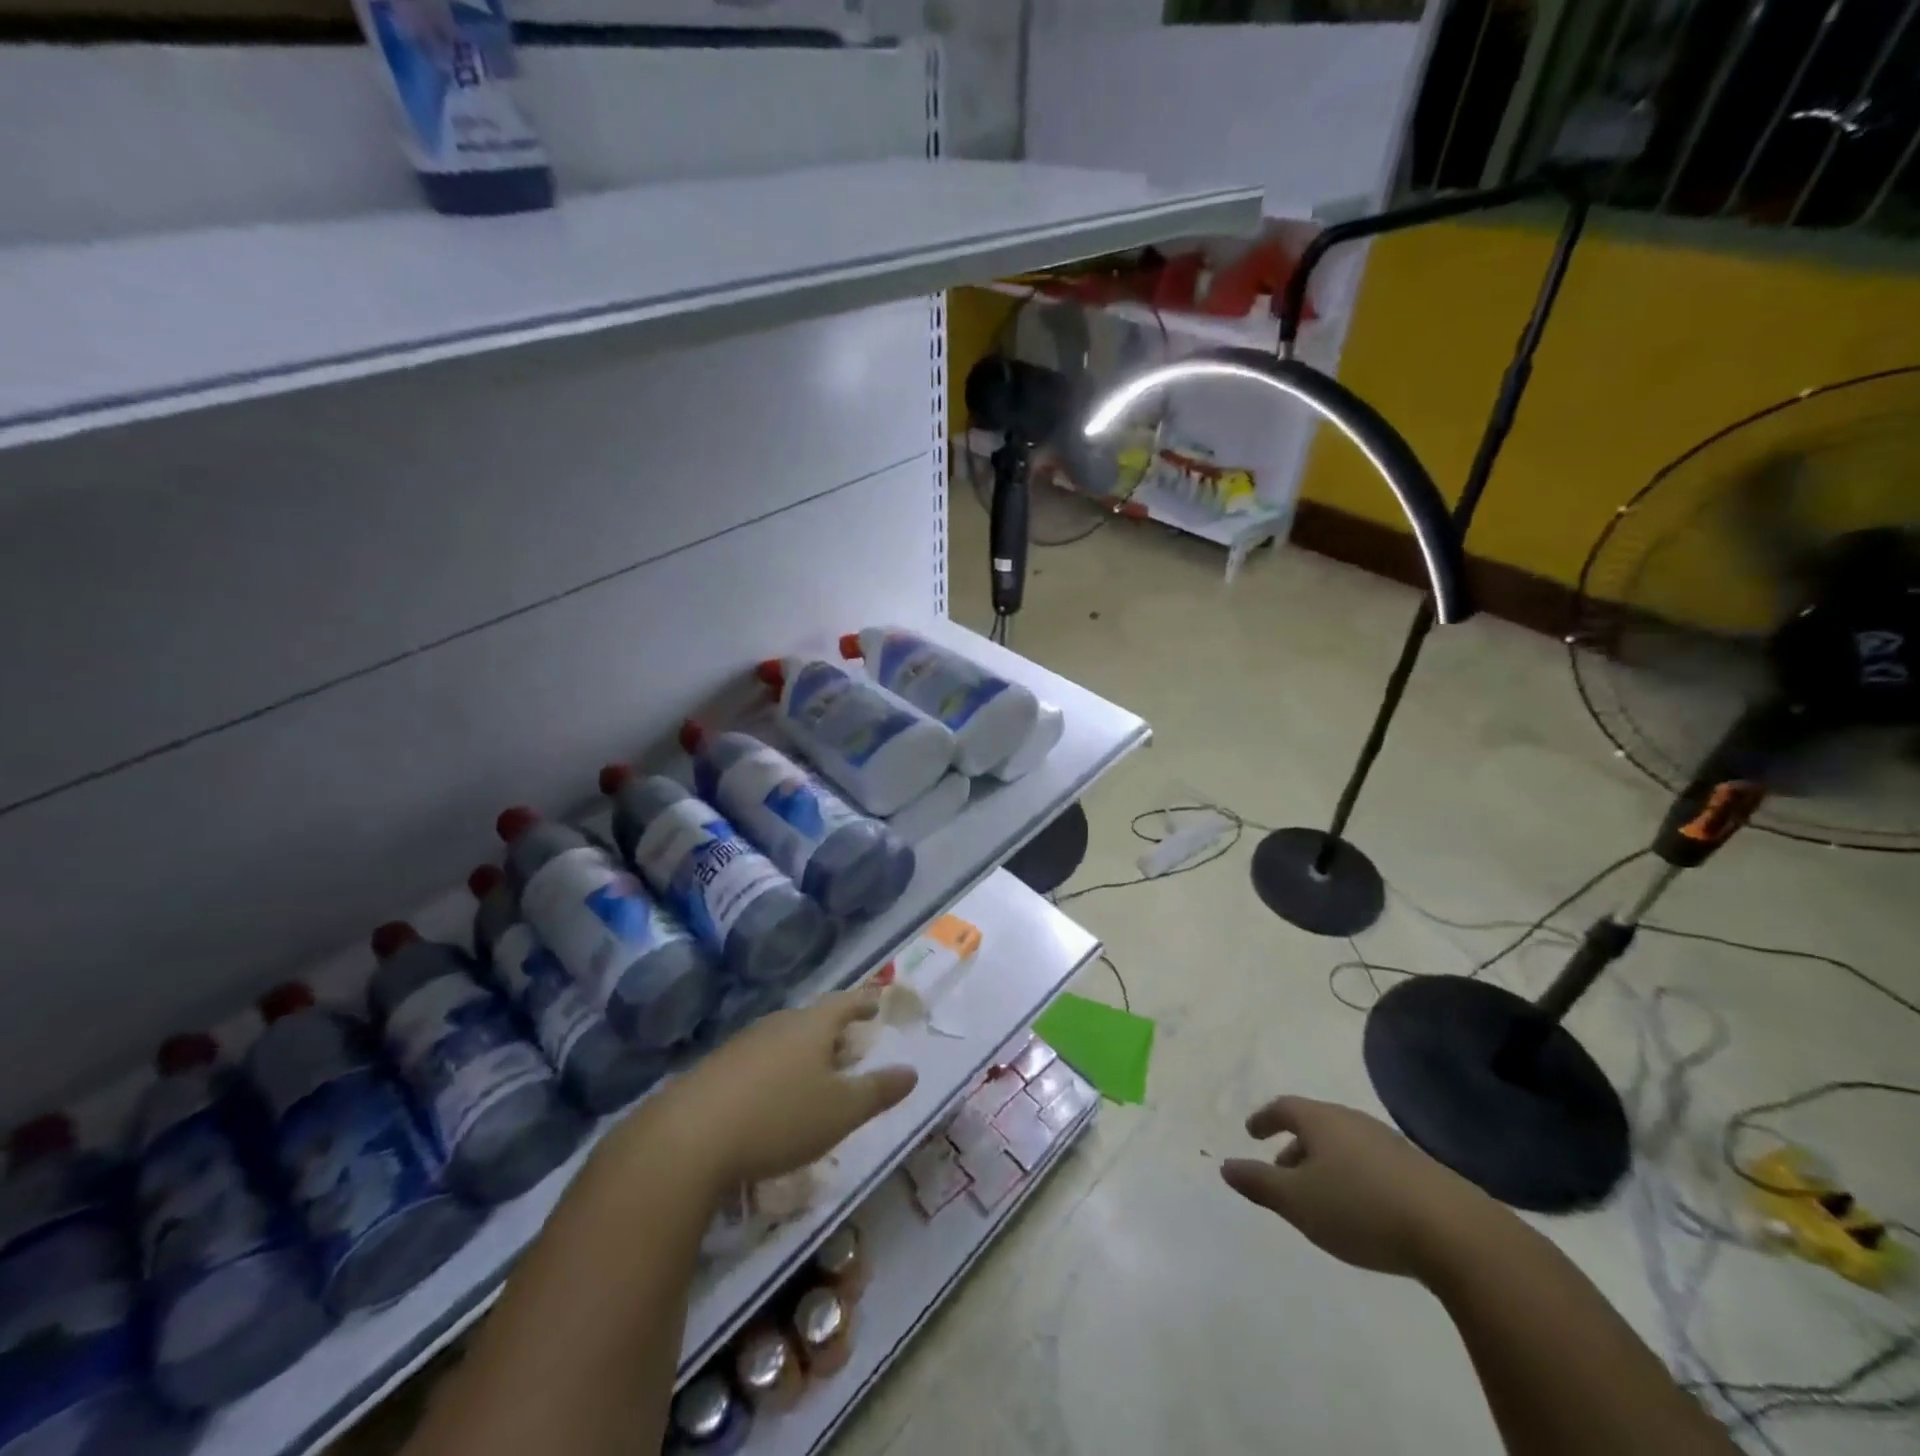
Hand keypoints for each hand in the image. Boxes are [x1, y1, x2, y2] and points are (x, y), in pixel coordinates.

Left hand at [649, 989, 917, 1188]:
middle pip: (812, 1020)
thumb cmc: (779, 1118)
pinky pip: (758, 1060)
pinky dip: (775, 1070)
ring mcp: (743, 1044)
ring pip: (783, 1039)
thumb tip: (911, 1071)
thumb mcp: (840, 1111)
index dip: (863, 1002)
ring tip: (814, 1072)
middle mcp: (778, 1024)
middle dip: (833, 1031)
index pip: (844, 1003)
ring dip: (803, 1052)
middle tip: (849, 1044)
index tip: (875, 1001)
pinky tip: (772, 1097)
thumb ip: (878, 1091)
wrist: (688, 1138)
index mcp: (811, 1026)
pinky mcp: (716, 1069)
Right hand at [1219, 1096, 1499, 1279]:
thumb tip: (1225, 1165)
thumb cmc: (1361, 1208)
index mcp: (1322, 1121)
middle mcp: (1354, 1122)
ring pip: (1345, 1145)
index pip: (1284, 1107)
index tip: (1251, 1132)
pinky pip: (1372, 1164)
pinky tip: (1362, 1209)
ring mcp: (1390, 1144)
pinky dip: (1354, 1177)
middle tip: (1282, 1171)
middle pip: (1316, 1125)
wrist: (1455, 1233)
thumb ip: (1259, 1183)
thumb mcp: (1298, 1202)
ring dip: (1326, 1163)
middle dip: (1295, 1146)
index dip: (1264, 1118)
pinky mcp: (1420, 1172)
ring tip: (1320, 1195)